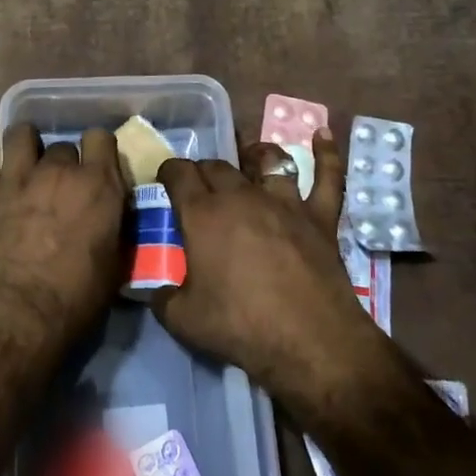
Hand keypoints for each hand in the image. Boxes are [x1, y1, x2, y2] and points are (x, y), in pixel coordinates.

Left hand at [0, 124, 127, 328]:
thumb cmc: (77, 297)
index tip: (98, 168)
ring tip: (26, 158)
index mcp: (98, 184)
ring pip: (21, 134)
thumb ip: (115, 227)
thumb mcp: (115, 263)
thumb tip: (112, 215)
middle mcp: (59, 170)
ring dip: (26, 143)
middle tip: (61, 188)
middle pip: (62, 146)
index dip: (99, 151)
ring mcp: (18, 177)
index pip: (102, 138)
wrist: (21, 314)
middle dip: (64, 163)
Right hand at [150, 129, 382, 398]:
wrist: (309, 341)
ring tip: (249, 156)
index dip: (168, 173)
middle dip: (203, 170)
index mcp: (203, 213)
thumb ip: (159, 296)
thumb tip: (148, 288)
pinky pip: (327, 177)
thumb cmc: (240, 326)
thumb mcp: (182, 318)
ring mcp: (285, 202)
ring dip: (255, 155)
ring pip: (268, 161)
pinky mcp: (319, 217)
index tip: (164, 183)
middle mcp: (242, 195)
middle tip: (199, 187)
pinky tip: (322, 134)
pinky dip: (326, 154)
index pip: (178, 173)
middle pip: (218, 165)